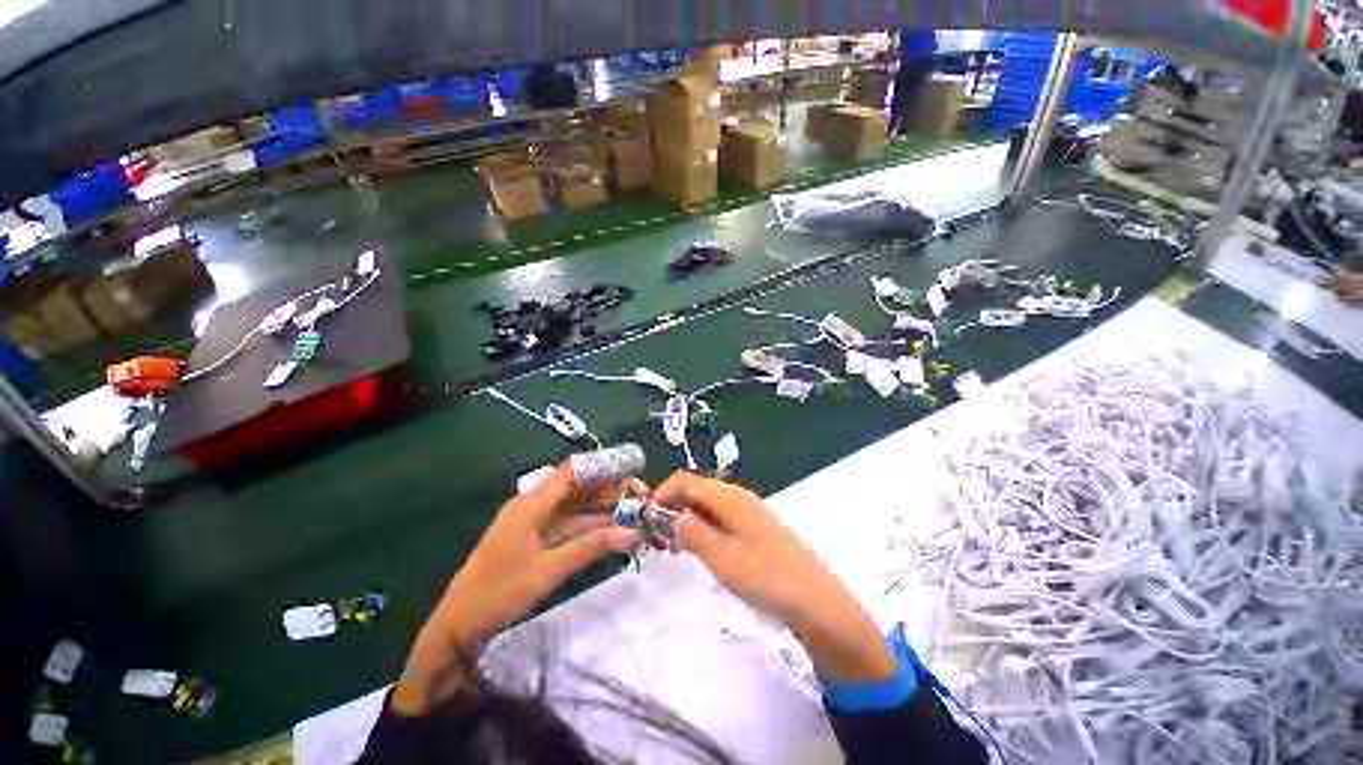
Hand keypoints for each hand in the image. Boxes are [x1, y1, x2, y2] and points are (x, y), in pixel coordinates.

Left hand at [393, 465, 643, 713]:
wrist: (458, 625)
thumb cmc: (500, 592)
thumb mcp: (549, 570)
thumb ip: (592, 547)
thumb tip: (633, 534)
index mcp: (532, 503)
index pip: (573, 471)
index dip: (604, 467)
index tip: (632, 473)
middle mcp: (534, 505)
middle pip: (579, 488)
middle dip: (610, 490)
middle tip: (640, 499)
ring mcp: (535, 522)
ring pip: (577, 507)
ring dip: (604, 510)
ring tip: (635, 515)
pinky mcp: (536, 538)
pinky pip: (569, 525)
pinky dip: (591, 526)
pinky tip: (613, 531)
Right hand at [654, 472, 897, 685]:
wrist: (815, 600)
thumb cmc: (766, 577)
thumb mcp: (722, 558)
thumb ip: (692, 533)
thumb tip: (671, 516)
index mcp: (729, 496)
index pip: (686, 480)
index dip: (663, 493)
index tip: (647, 516)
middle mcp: (737, 496)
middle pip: (697, 489)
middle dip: (673, 506)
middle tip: (658, 535)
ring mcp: (747, 511)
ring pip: (707, 504)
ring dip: (686, 518)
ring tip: (673, 544)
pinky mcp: (753, 527)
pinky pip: (719, 517)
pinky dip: (702, 526)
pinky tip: (699, 548)